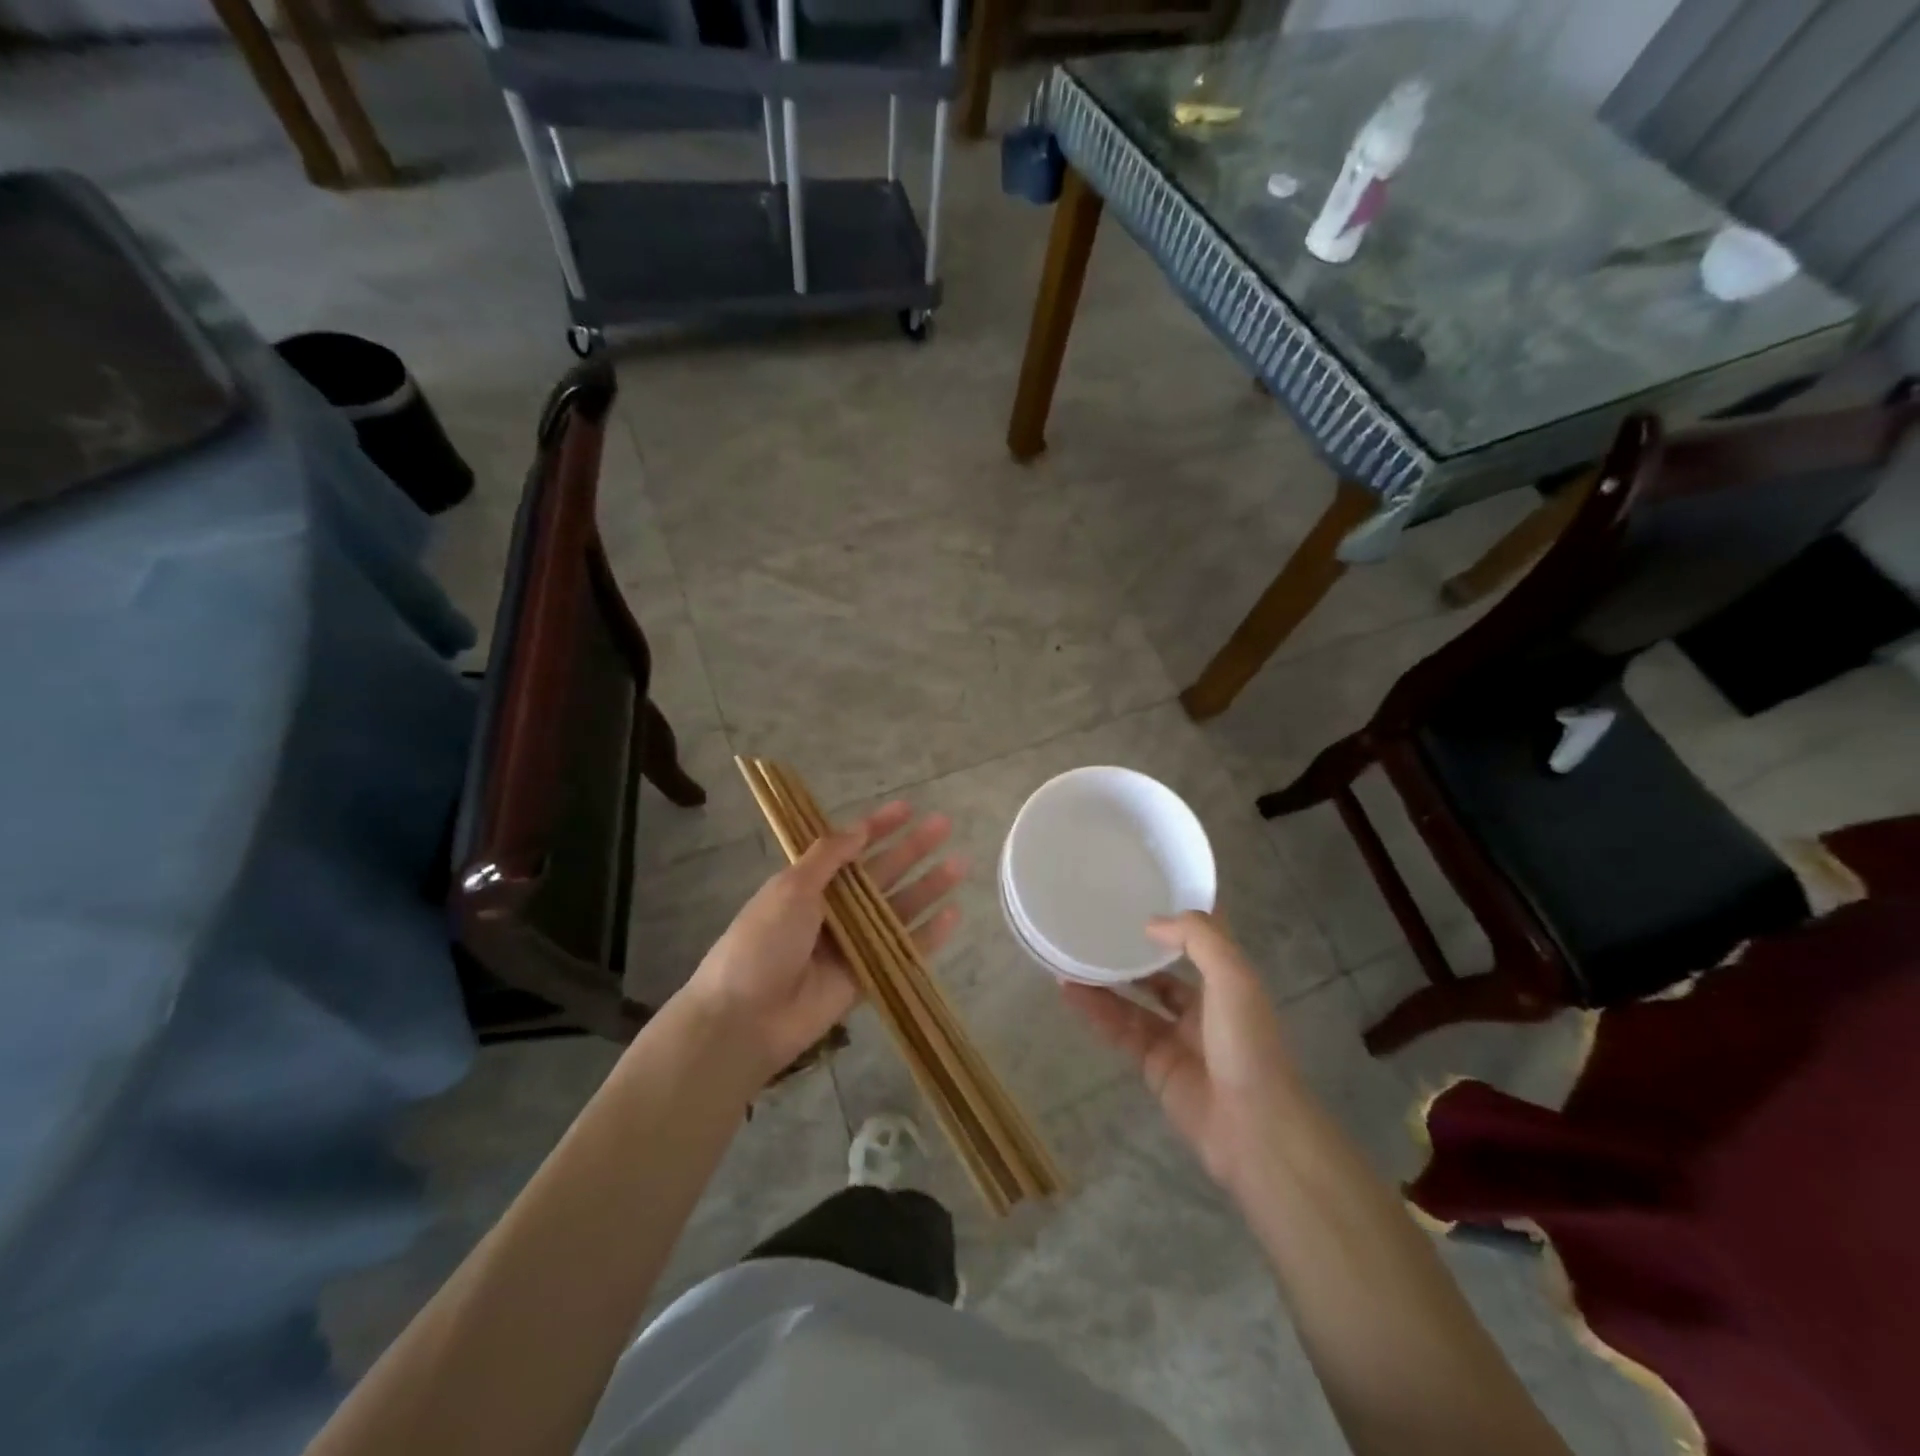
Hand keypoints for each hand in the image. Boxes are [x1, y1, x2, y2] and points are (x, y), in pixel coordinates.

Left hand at [682, 801, 965, 1080]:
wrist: (744, 1019)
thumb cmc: (761, 943)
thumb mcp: (789, 889)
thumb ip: (827, 858)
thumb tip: (858, 829)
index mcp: (809, 884)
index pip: (851, 847)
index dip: (879, 827)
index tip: (908, 808)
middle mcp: (834, 909)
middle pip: (881, 873)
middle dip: (912, 849)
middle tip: (945, 825)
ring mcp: (852, 943)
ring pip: (898, 909)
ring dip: (927, 887)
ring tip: (960, 865)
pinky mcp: (866, 977)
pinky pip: (901, 951)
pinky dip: (927, 935)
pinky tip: (953, 915)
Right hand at [1061, 912, 1303, 1194]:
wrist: (1254, 1129)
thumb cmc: (1247, 1043)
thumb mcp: (1233, 977)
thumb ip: (1197, 938)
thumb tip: (1151, 923)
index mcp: (1226, 983)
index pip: (1197, 943)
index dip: (1172, 921)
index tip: (1138, 897)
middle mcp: (1201, 1008)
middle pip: (1158, 974)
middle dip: (1129, 955)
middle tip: (1092, 930)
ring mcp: (1176, 1039)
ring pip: (1133, 1003)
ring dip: (1103, 982)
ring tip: (1068, 959)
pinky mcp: (1154, 1067)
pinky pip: (1120, 1032)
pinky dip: (1096, 1013)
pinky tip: (1071, 993)